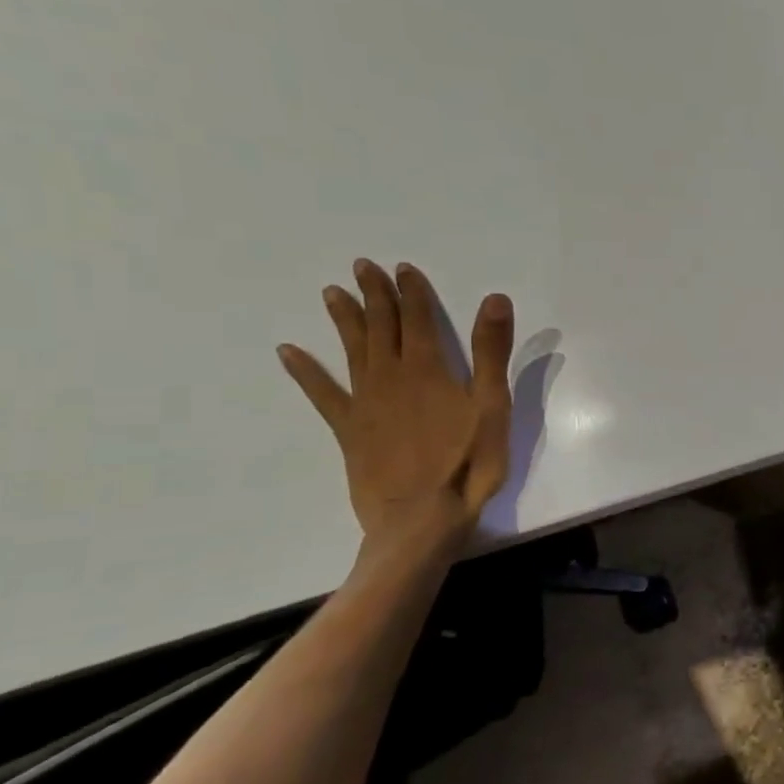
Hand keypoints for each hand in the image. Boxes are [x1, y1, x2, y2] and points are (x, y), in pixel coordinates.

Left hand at [278, 259, 514, 539]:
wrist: (421, 517)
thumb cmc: (468, 462)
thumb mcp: (493, 406)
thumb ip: (492, 351)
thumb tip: (494, 298)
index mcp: (429, 369)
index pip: (419, 319)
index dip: (412, 292)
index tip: (402, 268)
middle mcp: (391, 377)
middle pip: (382, 327)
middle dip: (375, 295)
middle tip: (363, 267)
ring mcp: (365, 402)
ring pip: (353, 351)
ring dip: (344, 320)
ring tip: (332, 293)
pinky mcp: (348, 429)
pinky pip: (322, 394)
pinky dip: (305, 372)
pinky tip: (289, 353)